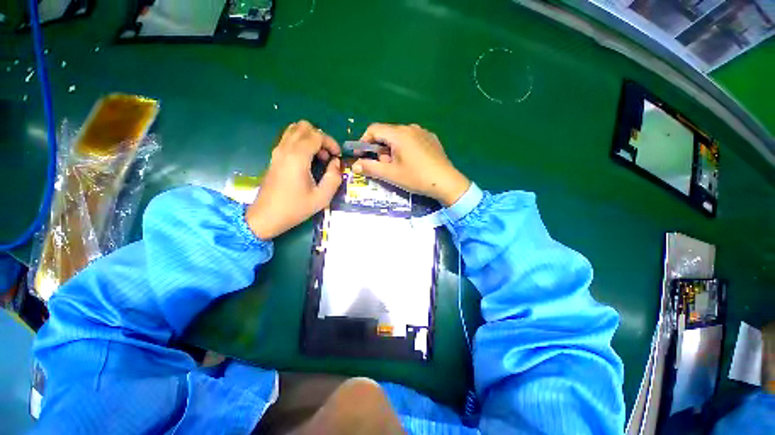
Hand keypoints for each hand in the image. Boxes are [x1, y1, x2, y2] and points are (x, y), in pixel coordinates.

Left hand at [246, 121, 341, 238]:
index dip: (331, 142)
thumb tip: (336, 163)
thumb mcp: (322, 197)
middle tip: (327, 155)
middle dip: (320, 137)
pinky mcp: (274, 156)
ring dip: (310, 138)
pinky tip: (307, 159)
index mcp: (297, 157)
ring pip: (294, 129)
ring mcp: (277, 151)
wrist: (266, 216)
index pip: (317, 135)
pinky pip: (289, 138)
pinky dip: (301, 142)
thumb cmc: (295, 208)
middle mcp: (285, 149)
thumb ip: (334, 177)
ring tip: (318, 156)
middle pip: (304, 127)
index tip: (337, 156)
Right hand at [352, 123, 469, 205]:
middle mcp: (410, 127)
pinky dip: (405, 148)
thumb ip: (370, 168)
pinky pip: (412, 139)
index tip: (361, 155)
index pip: (374, 129)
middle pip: (387, 134)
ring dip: (392, 149)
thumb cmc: (416, 177)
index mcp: (399, 133)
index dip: (364, 141)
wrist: (446, 182)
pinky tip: (411, 162)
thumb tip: (355, 165)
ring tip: (397, 166)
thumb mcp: (391, 174)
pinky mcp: (431, 138)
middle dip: (380, 149)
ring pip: (399, 137)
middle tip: (382, 166)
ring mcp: (423, 132)